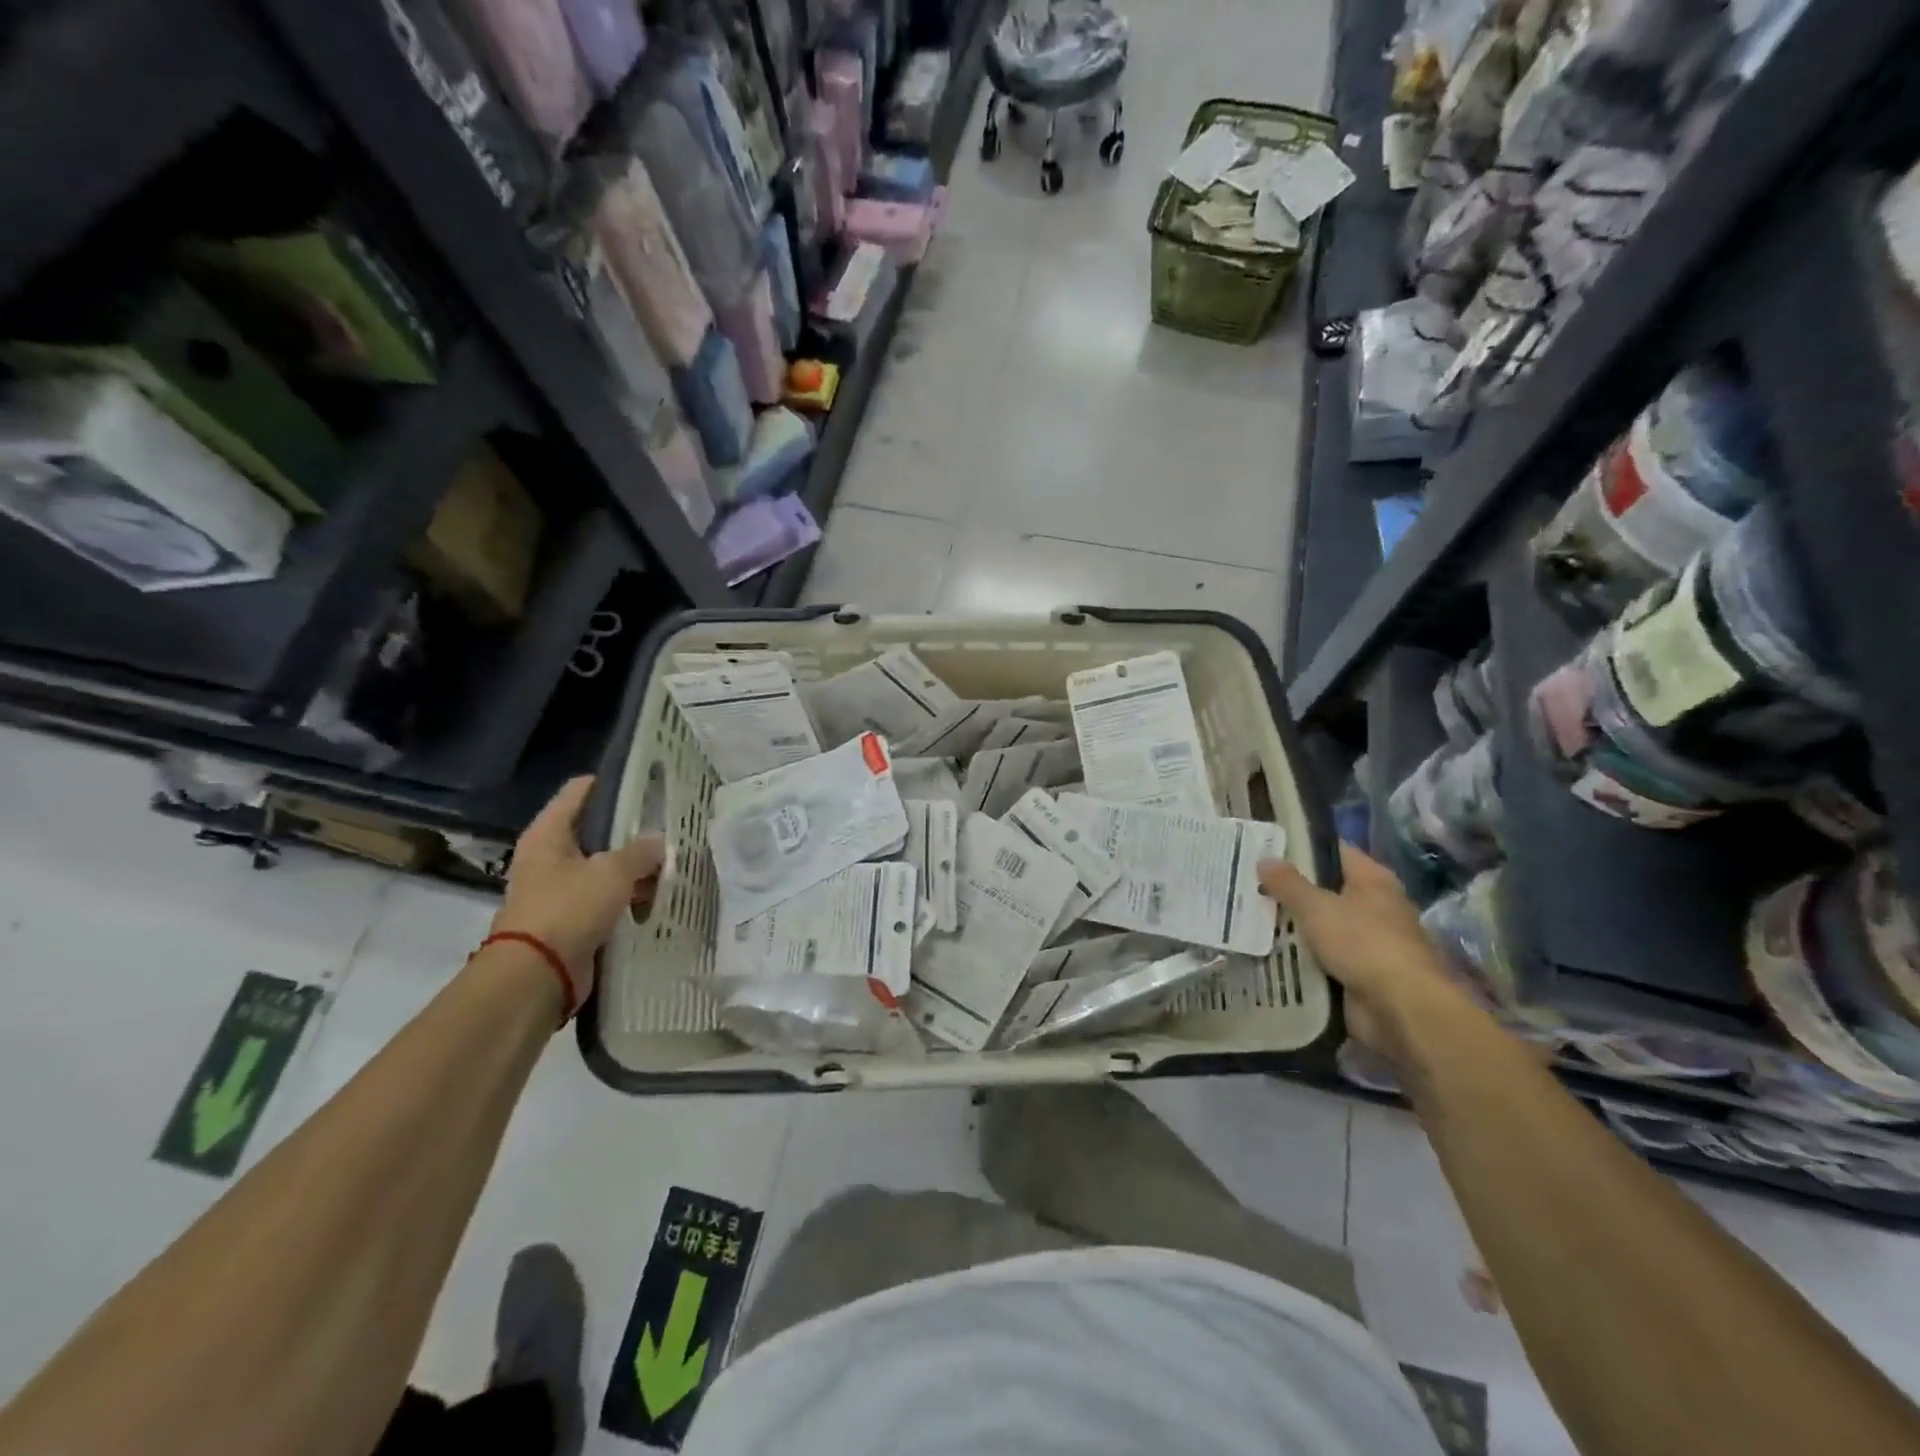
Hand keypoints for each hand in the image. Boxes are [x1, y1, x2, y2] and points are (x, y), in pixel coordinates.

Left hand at [491, 776, 666, 1003]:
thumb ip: (641, 851)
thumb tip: (658, 841)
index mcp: (549, 833)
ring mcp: (558, 888)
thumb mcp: (613, 872)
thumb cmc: (569, 909)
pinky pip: (604, 897)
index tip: (649, 785)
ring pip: (603, 866)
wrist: (537, 975)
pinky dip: (626, 896)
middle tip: (668, 829)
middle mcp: (549, 856)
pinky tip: (654, 898)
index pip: (581, 790)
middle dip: (631, 831)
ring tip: (669, 866)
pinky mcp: (569, 918)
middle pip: (595, 830)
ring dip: (633, 868)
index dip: (614, 784)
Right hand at [1258, 843, 1479, 1065]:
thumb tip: (1264, 857)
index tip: (1267, 847)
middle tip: (1249, 882)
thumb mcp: (1316, 908)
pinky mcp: (1361, 972)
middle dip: (1290, 889)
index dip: (1302, 847)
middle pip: (1325, 889)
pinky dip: (1301, 955)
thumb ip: (1288, 883)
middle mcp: (1375, 906)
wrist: (1401, 1010)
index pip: (1334, 851)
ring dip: (1293, 925)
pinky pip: (1323, 956)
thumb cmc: (1363, 944)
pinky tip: (1269, 950)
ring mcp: (1369, 941)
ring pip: (1322, 925)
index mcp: (1373, 880)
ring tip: (1250, 915)